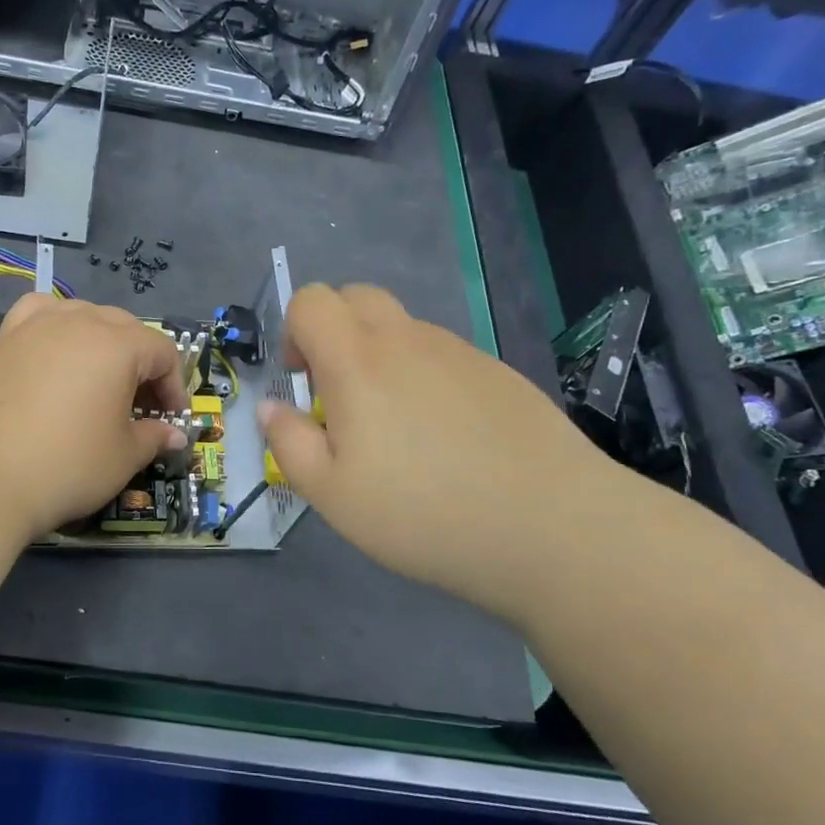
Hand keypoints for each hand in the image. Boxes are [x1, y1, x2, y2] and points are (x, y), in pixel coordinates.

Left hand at [0, 292, 189, 540]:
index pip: (162, 351)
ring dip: (103, 341)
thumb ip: (154, 437)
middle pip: (126, 328)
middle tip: (140, 407)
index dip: (174, 386)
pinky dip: (56, 323)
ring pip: (84, 315)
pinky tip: (56, 347)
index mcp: (118, 345)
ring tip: (100, 379)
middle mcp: (80, 322)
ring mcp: (38, 326)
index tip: (170, 419)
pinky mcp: (6, 339)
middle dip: (142, 364)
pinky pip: (40, 312)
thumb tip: (174, 435)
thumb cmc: (67, 465)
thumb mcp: (124, 457)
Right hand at [258, 283, 629, 624]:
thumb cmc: (423, 513)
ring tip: (398, 431)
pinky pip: (443, 356)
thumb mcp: (331, 494)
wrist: (553, 527)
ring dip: (381, 358)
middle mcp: (408, 340)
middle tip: (340, 396)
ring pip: (402, 328)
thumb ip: (288, 442)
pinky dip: (424, 378)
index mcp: (358, 361)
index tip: (303, 384)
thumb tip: (271, 407)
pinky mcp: (499, 373)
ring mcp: (460, 352)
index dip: (293, 332)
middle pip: (357, 296)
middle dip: (334, 332)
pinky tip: (447, 440)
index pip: (312, 300)